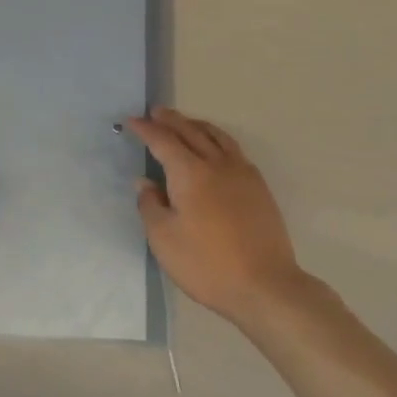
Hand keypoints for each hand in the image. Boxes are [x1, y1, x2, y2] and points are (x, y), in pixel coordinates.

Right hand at [126, 107, 305, 323]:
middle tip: (156, 112)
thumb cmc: (206, 264)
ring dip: (196, 125)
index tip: (132, 121)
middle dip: (171, 120)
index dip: (145, 129)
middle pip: (191, 132)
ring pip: (216, 136)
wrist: (264, 285)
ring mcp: (242, 173)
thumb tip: (145, 182)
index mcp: (190, 173)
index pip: (163, 141)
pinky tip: (215, 149)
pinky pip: (233, 149)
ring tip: (185, 123)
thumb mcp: (163, 239)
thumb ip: (150, 205)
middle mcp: (216, 163)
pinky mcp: (258, 186)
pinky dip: (217, 139)